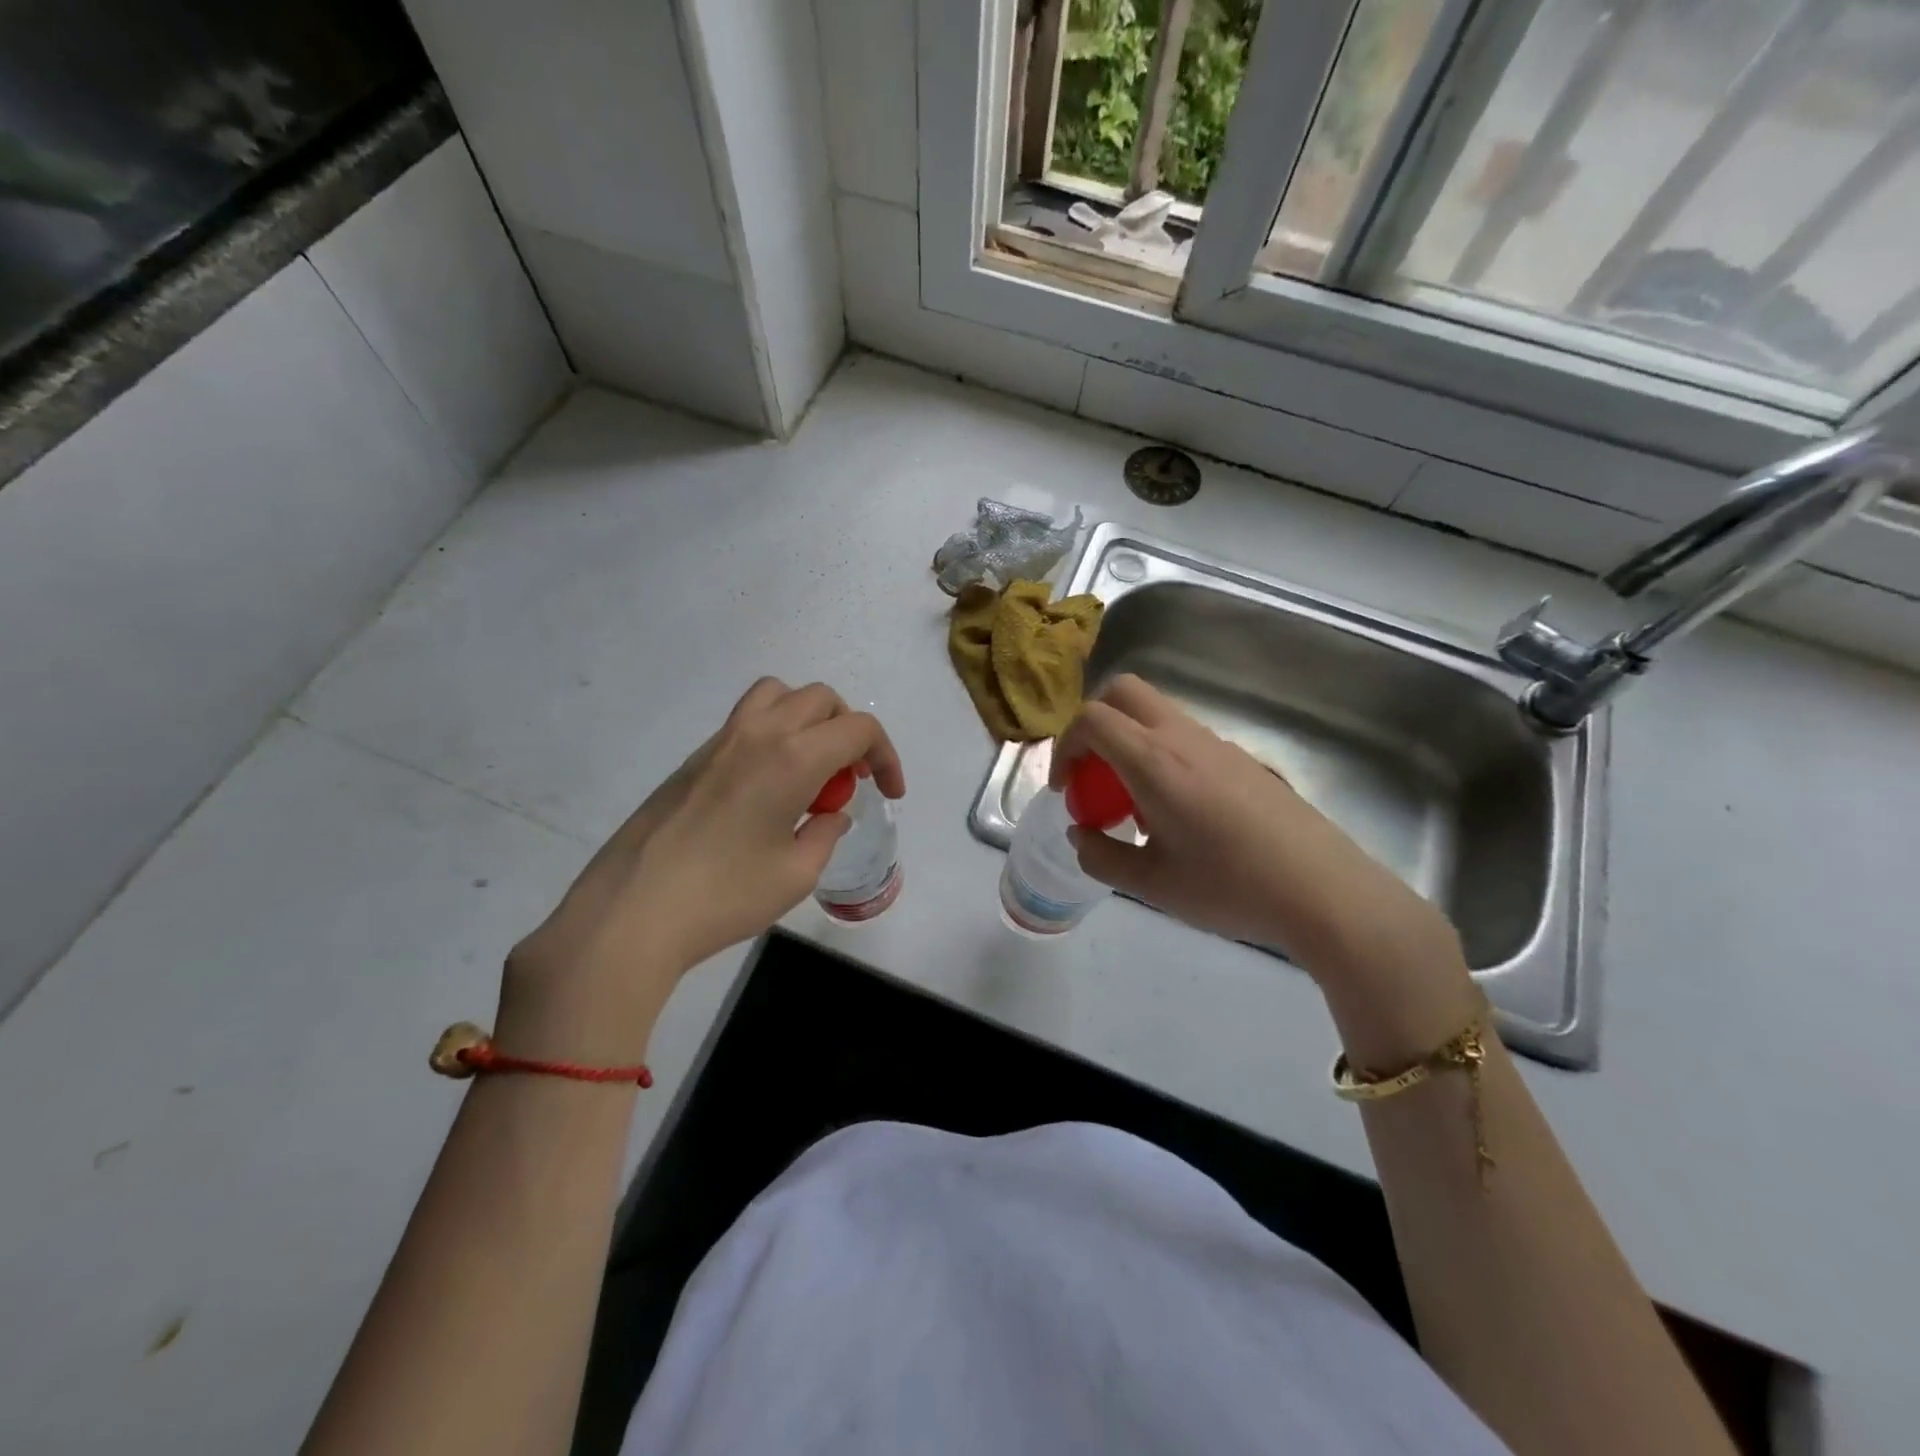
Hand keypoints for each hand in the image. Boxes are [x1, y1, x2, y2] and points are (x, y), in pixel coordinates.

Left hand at [500, 679, 903, 1057]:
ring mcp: (720, 741)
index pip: (858, 728)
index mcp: (793, 757)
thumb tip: (830, 815)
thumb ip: (824, 834)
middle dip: (850, 731)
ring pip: (777, 695)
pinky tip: (767, 787)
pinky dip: (774, 733)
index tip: (889, 792)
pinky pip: (746, 720)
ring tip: (811, 766)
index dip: (886, 756)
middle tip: (852, 777)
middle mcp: (758, 733)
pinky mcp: (693, 759)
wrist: (631, 912)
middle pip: (821, 699)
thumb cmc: (724, 897)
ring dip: (808, 719)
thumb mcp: (795, 875)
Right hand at [1051, 675, 1474, 1056]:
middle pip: (1123, 692)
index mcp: (1153, 762)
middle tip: (1092, 774)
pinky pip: (1184, 736)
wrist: (1322, 890)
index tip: (1066, 788)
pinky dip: (1159, 753)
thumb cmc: (1229, 887)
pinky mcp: (1242, 758)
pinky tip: (1176, 810)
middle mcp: (1183, 738)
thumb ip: (1102, 857)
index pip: (1092, 719)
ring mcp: (1217, 743)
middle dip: (1093, 723)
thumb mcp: (1152, 884)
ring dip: (1128, 739)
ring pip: (1156, 712)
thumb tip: (1081, 836)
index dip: (1064, 746)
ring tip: (1132, 801)